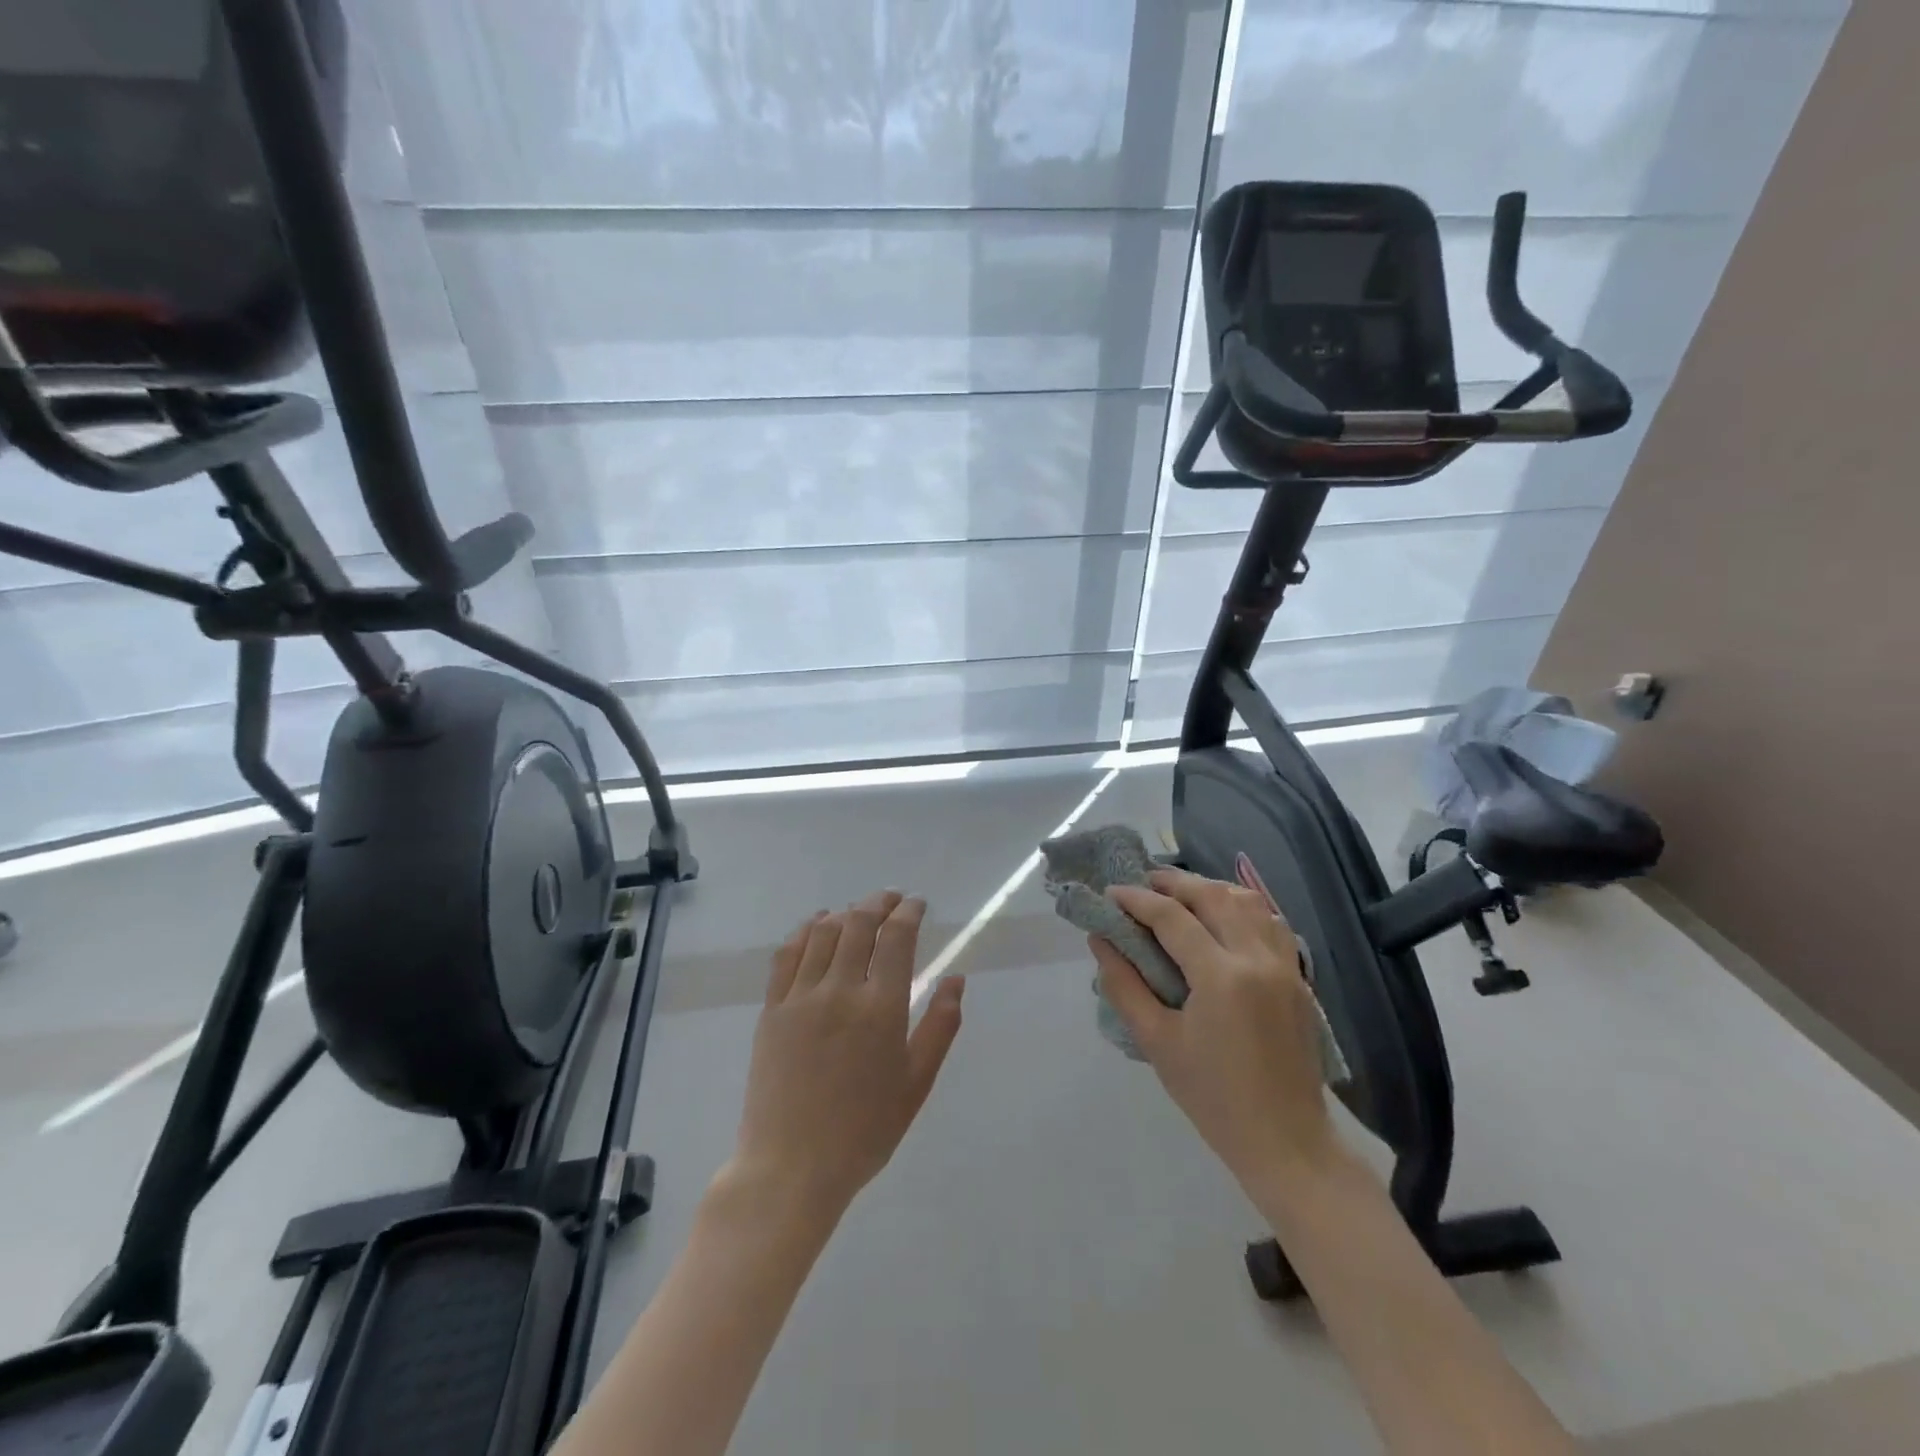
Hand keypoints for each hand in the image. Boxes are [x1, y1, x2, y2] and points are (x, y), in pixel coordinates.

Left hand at [731, 891, 965, 1220]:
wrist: (791, 1168)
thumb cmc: (864, 1131)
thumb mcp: (916, 1084)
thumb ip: (940, 1027)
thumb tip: (956, 979)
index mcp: (881, 1009)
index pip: (896, 938)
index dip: (909, 912)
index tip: (918, 904)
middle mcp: (840, 991)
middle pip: (859, 924)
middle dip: (880, 902)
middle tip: (893, 899)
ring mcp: (800, 997)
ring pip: (824, 932)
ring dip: (846, 912)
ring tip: (860, 912)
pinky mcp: (772, 1009)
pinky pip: (788, 954)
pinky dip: (806, 930)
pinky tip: (817, 924)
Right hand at [1092, 867, 1336, 1187]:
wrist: (1287, 1142)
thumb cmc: (1213, 1097)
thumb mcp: (1157, 1042)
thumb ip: (1124, 985)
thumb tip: (1100, 940)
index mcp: (1221, 976)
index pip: (1172, 917)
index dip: (1137, 900)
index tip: (1111, 893)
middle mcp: (1257, 958)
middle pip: (1214, 896)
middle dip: (1174, 882)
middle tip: (1143, 882)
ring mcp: (1285, 966)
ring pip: (1249, 901)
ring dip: (1211, 888)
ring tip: (1181, 893)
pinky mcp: (1299, 978)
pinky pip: (1271, 922)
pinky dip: (1243, 907)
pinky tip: (1224, 917)